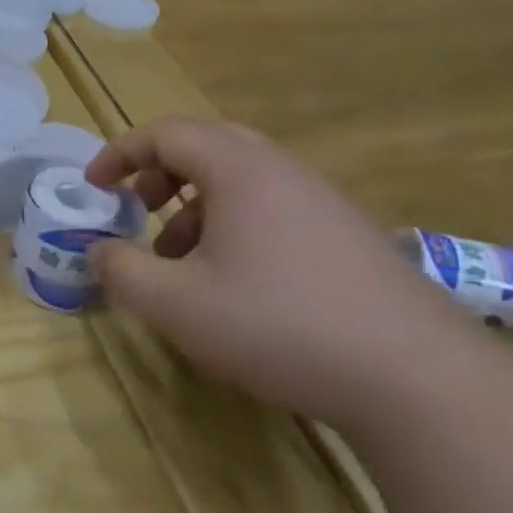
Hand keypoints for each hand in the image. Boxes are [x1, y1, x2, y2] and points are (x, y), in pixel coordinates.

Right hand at [86, 116, 474, 429]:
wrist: (418, 379)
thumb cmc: (278, 325)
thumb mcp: (175, 304)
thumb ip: (121, 271)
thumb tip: (99, 251)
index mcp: (239, 170)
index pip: (166, 133)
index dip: (120, 154)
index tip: (94, 186)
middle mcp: (283, 172)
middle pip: (207, 147)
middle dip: (160, 173)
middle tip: (135, 208)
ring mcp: (323, 203)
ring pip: (242, 181)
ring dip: (195, 205)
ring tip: (178, 259)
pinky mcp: (349, 237)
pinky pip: (274, 209)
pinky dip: (234, 227)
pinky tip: (233, 284)